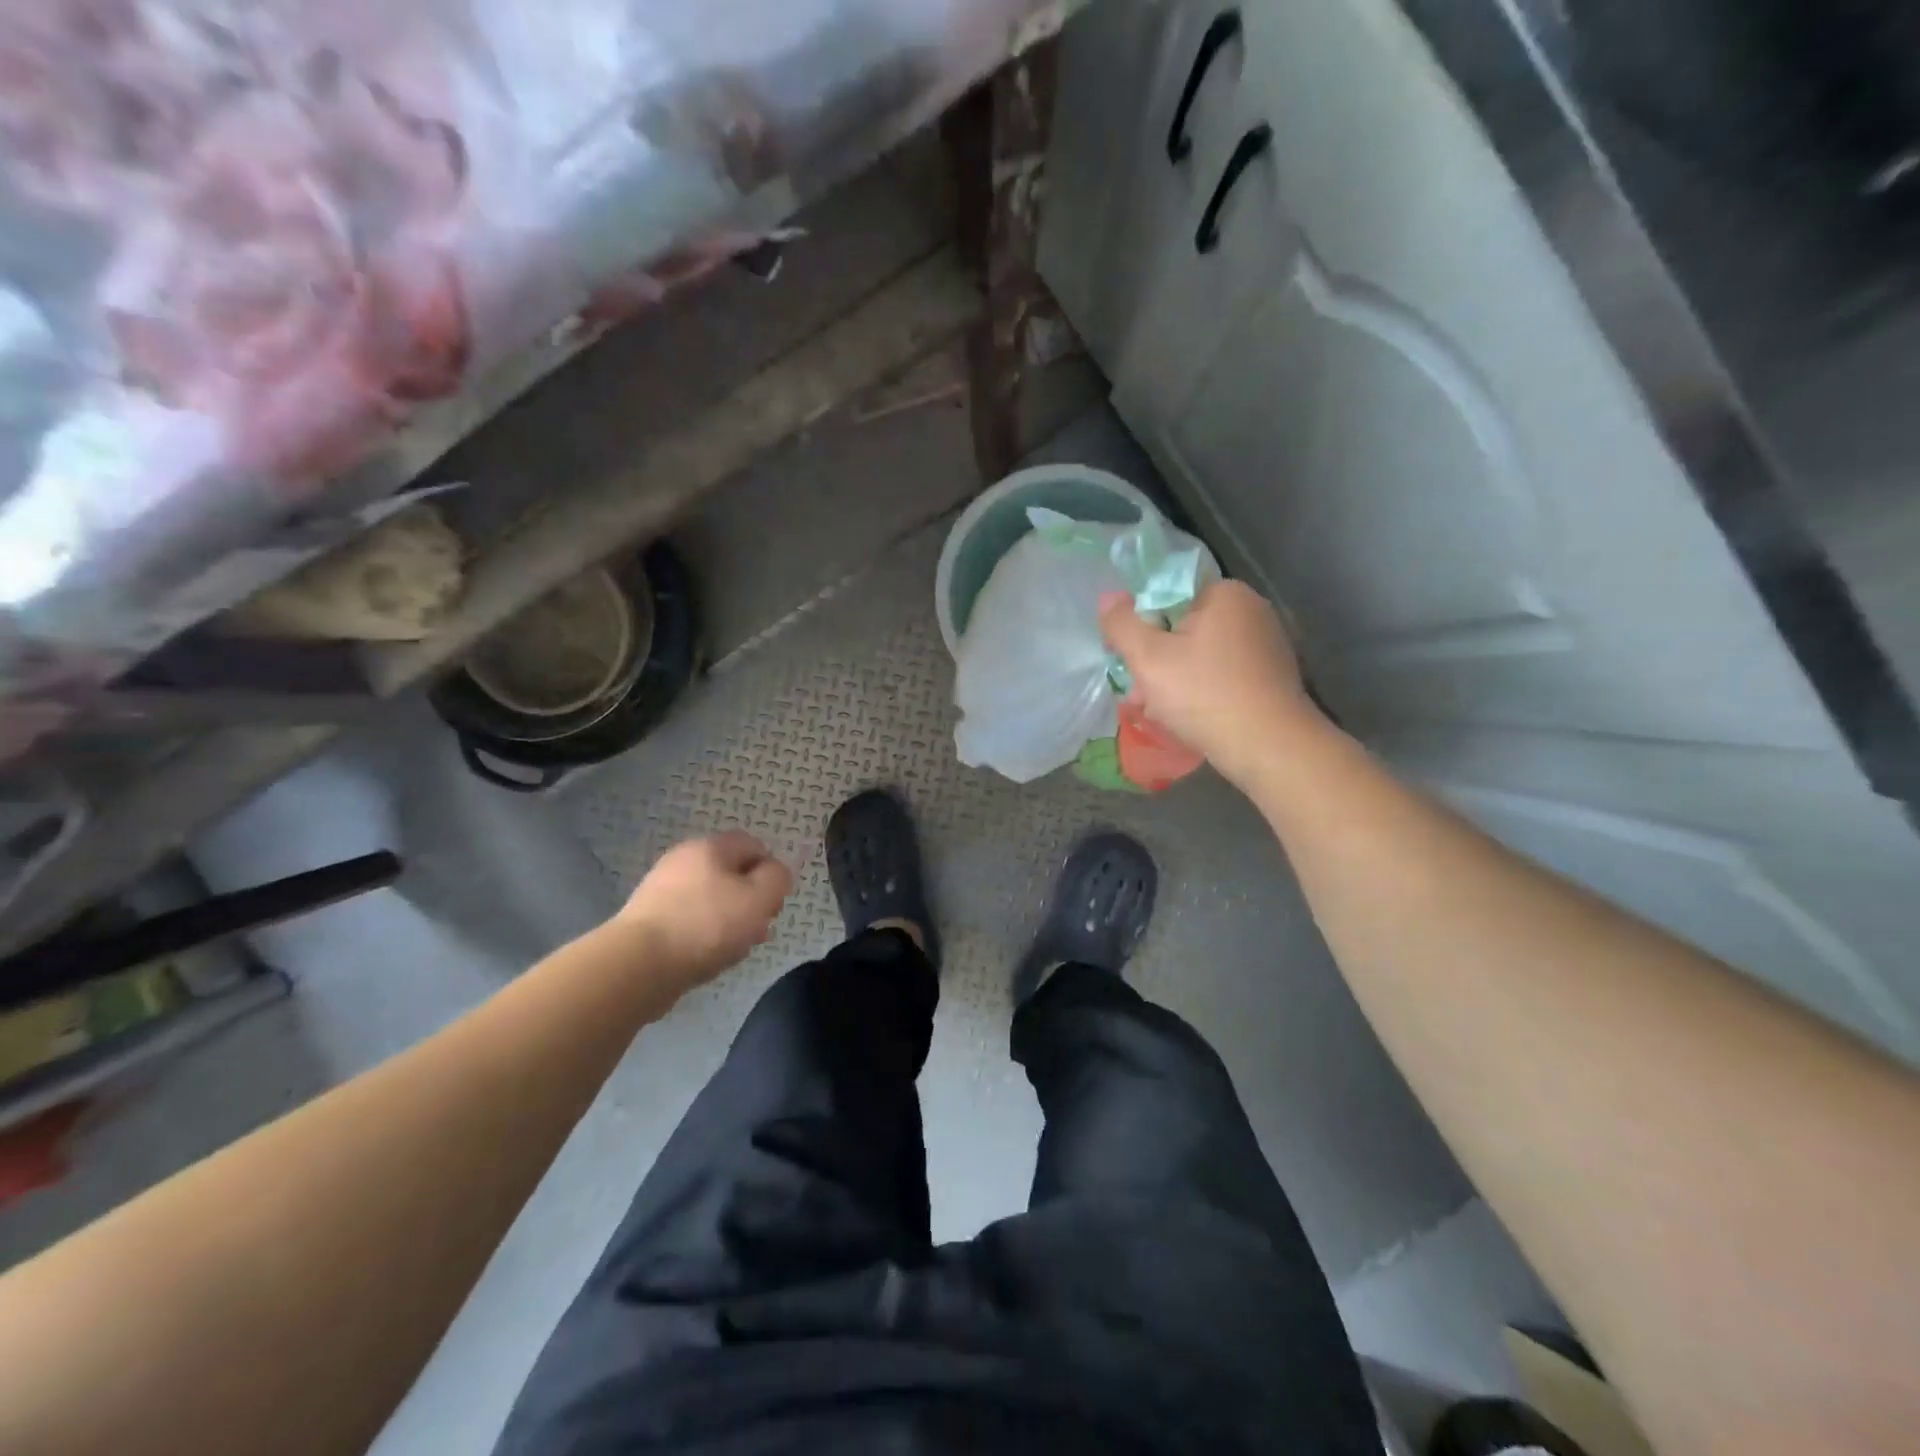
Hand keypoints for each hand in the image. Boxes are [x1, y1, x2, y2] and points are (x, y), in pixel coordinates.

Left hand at [617, 831, 793, 989]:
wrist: (638, 965)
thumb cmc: (707, 925)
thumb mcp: (759, 898)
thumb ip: (777, 878)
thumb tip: (775, 872)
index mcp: (711, 847)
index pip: (754, 845)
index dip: (771, 872)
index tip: (774, 904)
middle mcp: (683, 860)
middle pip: (731, 873)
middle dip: (750, 900)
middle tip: (758, 929)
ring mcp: (661, 889)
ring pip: (710, 899)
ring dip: (729, 920)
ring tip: (735, 949)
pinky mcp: (647, 919)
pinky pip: (688, 920)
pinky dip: (703, 935)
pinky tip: (707, 957)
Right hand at [1099, 581, 1322, 788]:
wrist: (1270, 748)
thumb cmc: (1205, 695)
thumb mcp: (1148, 658)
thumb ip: (1122, 624)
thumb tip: (1108, 596)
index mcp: (1225, 593)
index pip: (1167, 596)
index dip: (1141, 626)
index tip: (1129, 660)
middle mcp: (1252, 609)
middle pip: (1183, 627)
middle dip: (1157, 660)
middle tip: (1140, 695)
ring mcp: (1267, 644)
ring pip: (1201, 655)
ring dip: (1175, 679)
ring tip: (1160, 712)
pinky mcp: (1273, 675)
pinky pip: (1223, 674)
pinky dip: (1203, 690)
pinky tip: (1191, 718)